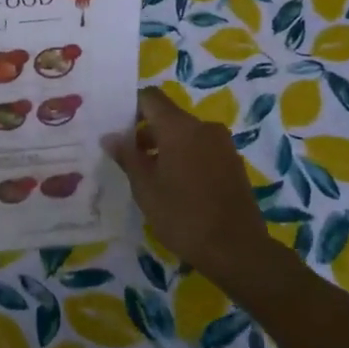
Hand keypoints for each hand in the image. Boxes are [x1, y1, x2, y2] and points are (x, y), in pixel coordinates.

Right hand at [103, 87, 269, 284]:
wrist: (237, 250)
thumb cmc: (183, 216)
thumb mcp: (145, 188)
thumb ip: (127, 156)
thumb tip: (110, 136)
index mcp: (179, 127)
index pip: (150, 97)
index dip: (131, 107)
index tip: (117, 129)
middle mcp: (204, 127)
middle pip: (168, 116)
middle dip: (146, 132)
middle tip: (127, 159)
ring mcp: (223, 145)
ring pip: (186, 134)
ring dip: (166, 147)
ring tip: (150, 176)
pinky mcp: (233, 163)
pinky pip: (202, 149)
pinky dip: (185, 158)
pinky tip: (177, 187)